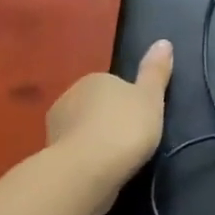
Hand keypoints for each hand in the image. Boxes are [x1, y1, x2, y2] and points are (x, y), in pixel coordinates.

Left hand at [44, 39, 172, 204]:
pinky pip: (75, 154)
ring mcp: (55, 130)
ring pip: (82, 131)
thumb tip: (164, 41)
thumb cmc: (123, 128)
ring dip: (95, 142)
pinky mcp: (50, 159)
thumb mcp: (151, 97)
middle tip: (131, 140)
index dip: (129, 101)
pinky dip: (85, 161)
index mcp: (94, 80)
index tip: (141, 119)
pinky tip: (100, 173)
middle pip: (95, 107)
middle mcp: (69, 98)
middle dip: (109, 120)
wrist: (84, 173)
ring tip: (117, 161)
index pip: (113, 84)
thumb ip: (155, 72)